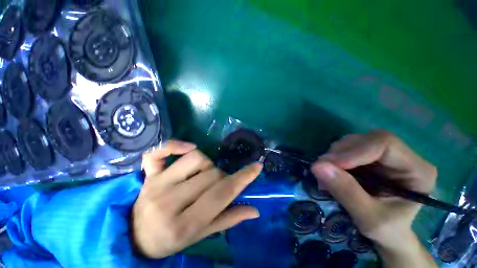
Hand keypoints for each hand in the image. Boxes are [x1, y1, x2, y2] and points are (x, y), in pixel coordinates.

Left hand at [133, 140, 261, 258]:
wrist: (137, 238)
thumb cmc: (171, 240)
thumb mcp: (201, 235)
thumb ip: (228, 219)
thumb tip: (254, 210)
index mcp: (184, 225)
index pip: (221, 194)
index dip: (243, 178)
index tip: (257, 167)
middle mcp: (168, 202)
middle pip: (211, 174)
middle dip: (222, 177)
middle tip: (218, 185)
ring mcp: (156, 184)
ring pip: (196, 158)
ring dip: (207, 164)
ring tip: (203, 174)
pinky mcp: (147, 174)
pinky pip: (159, 152)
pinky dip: (174, 145)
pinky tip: (188, 147)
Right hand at [311, 131, 436, 267]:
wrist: (389, 233)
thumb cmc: (387, 231)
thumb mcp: (368, 218)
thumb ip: (345, 192)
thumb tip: (316, 166)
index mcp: (418, 170)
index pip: (384, 145)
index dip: (353, 152)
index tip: (327, 165)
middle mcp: (403, 156)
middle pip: (366, 140)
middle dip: (339, 154)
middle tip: (321, 171)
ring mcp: (385, 155)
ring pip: (353, 142)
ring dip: (334, 156)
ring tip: (325, 176)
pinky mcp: (370, 157)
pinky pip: (346, 148)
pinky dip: (333, 159)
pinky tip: (331, 173)